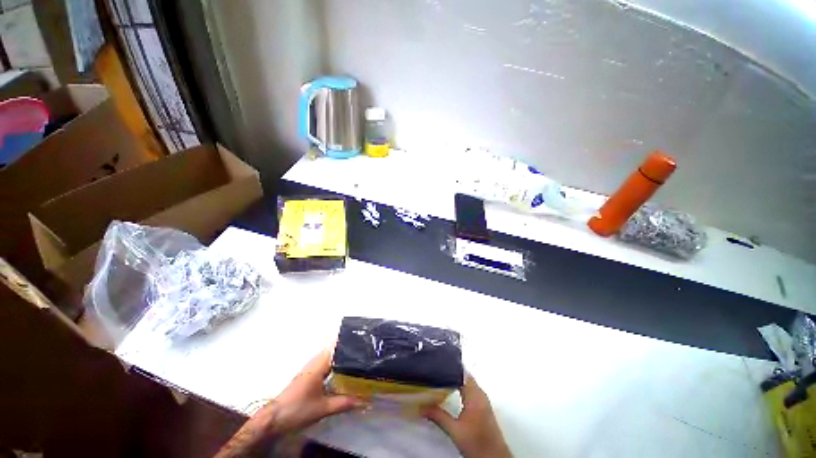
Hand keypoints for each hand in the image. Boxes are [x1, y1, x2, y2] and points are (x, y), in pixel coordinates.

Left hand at [215, 348, 362, 456]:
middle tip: (365, 351)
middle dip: (348, 349)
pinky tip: (343, 372)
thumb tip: (364, 401)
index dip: (349, 340)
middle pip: (335, 349)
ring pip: (330, 357)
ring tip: (358, 359)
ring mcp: (311, 368)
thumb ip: (344, 403)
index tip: (363, 340)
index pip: (336, 345)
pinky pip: (325, 364)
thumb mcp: (323, 408)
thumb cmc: (298, 409)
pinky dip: (335, 365)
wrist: (274, 418)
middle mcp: (315, 361)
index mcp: (319, 363)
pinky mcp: (308, 375)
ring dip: (342, 357)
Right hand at [424, 374, 511, 457]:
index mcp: (475, 395)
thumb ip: (438, 416)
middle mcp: (481, 394)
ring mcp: (483, 399)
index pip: (462, 373)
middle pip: (465, 376)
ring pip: (468, 382)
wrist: (493, 457)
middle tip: (438, 371)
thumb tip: (423, 407)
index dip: (450, 367)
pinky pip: (472, 388)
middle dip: (451, 372)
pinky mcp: (484, 405)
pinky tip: (454, 391)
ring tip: (443, 379)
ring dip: (456, 379)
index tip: (439, 364)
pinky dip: (461, 386)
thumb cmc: (478, 445)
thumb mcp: (454, 430)